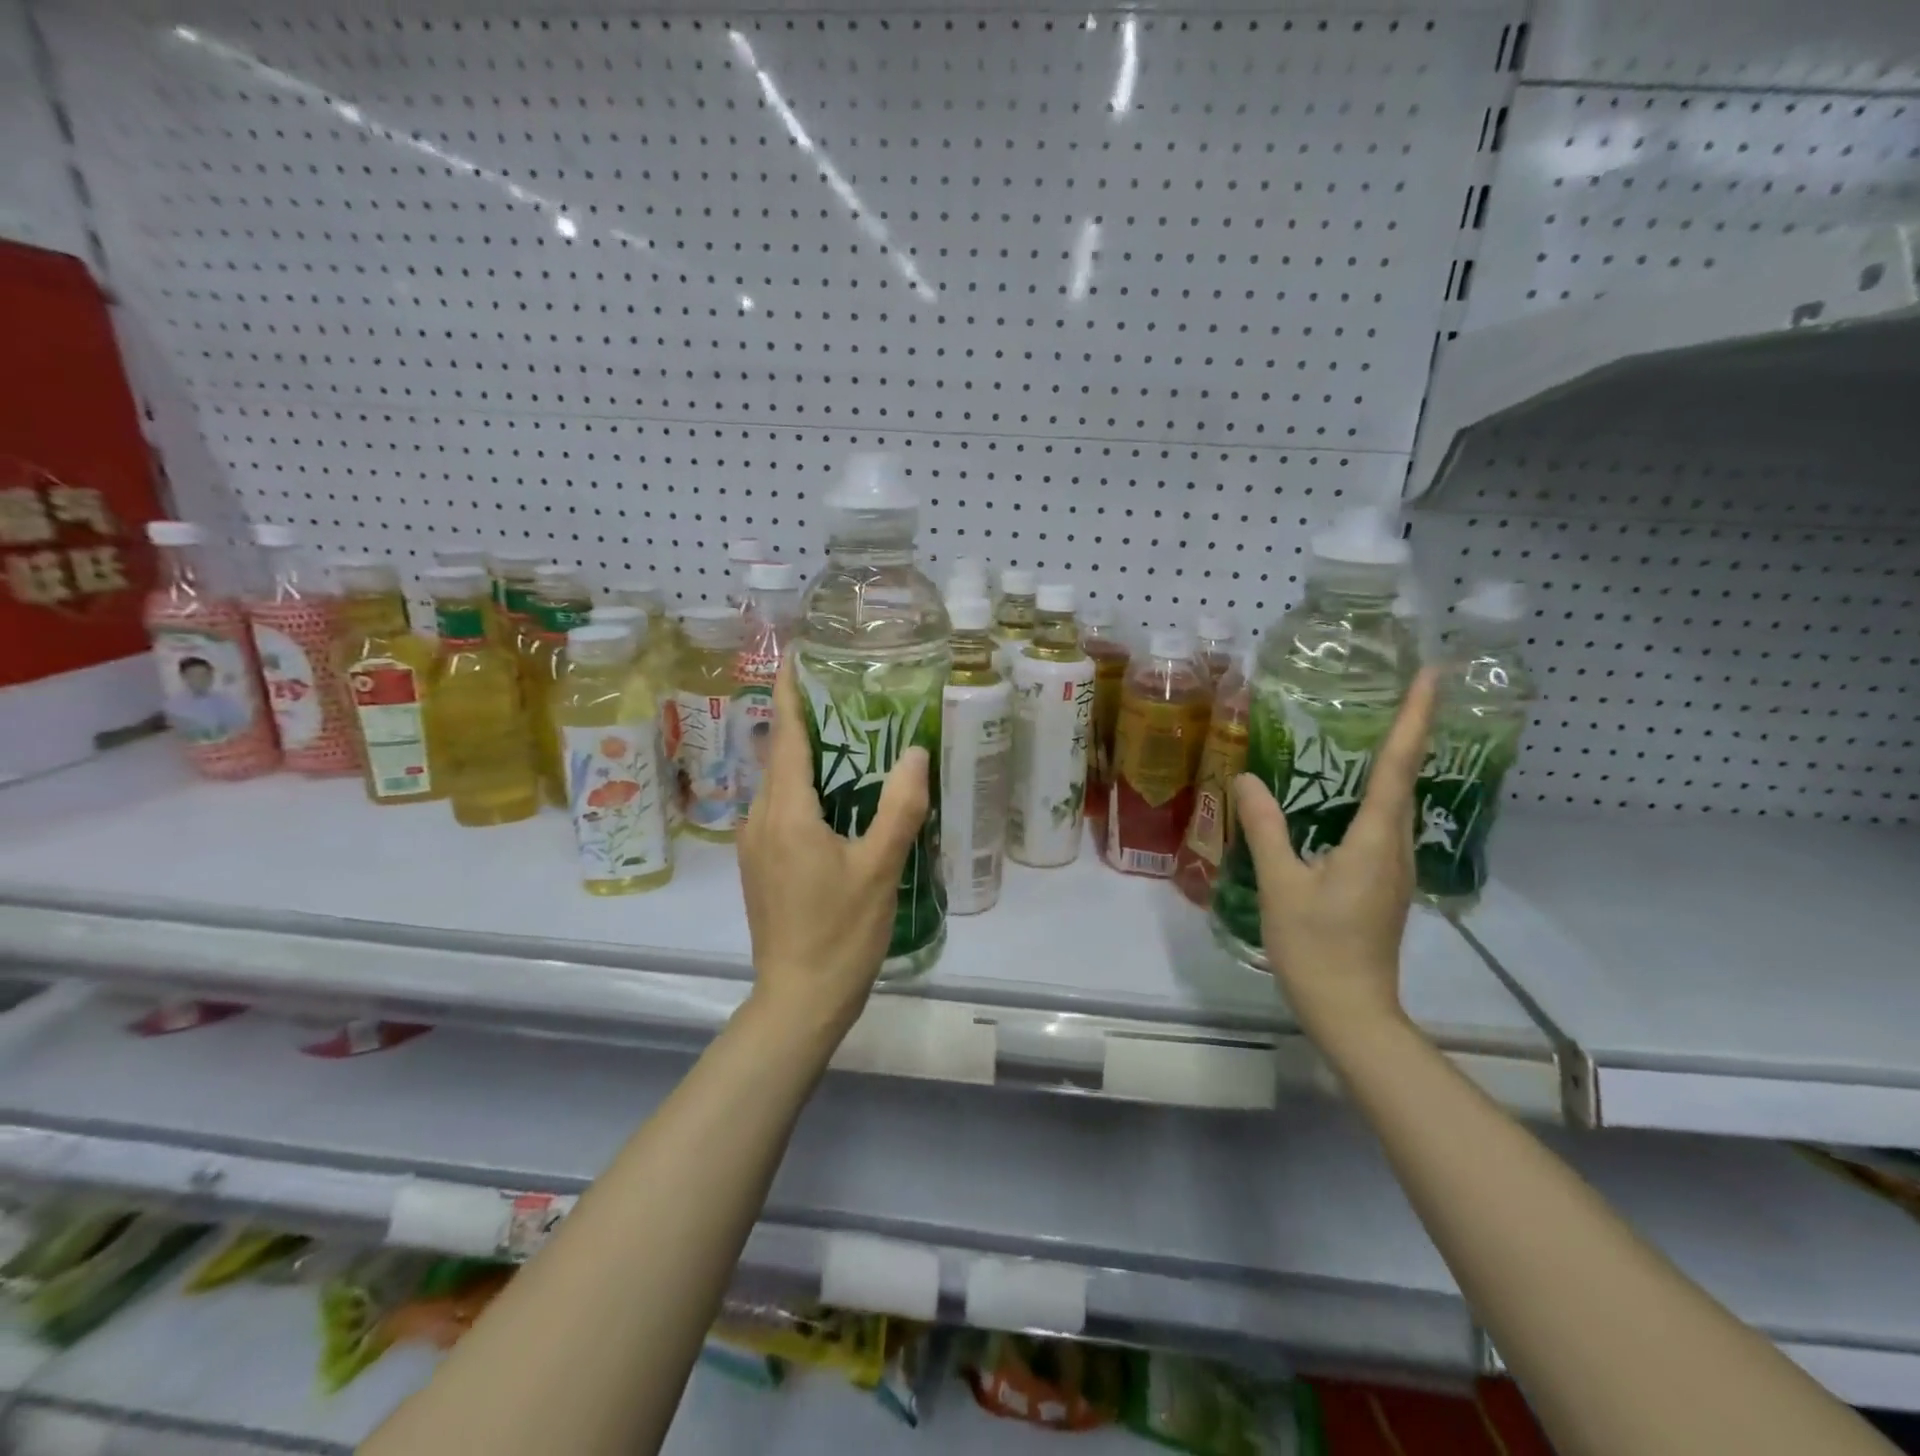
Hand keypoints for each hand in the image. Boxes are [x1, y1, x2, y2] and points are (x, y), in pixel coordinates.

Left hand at [737, 660, 929, 1044]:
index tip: (799, 654)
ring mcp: (754, 844)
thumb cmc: (841, 932)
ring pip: (779, 784)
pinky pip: (780, 809)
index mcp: (785, 811)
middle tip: (849, 696)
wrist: (798, 999)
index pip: (786, 735)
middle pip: (780, 755)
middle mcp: (759, 819)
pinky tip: (837, 799)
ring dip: (807, 758)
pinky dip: (804, 789)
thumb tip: (915, 752)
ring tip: (850, 740)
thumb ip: (898, 807)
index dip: (792, 692)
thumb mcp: (879, 868)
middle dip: (807, 721)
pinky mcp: (760, 866)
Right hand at [1232, 669, 1437, 1037]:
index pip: (1399, 767)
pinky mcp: (1384, 884)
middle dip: (1410, 732)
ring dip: (1394, 764)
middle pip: (1407, 779)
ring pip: (1398, 804)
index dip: (1415, 718)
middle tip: (1400, 690)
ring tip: (1376, 730)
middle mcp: (1396, 847)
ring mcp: (1394, 868)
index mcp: (1376, 841)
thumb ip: (1265, 828)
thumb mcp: (1282, 884)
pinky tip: (1350, 796)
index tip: (1433, 674)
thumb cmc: (1316, 946)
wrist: (1350, 1010)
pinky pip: (1384, 825)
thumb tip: (1247, 779)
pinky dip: (1376, 795)